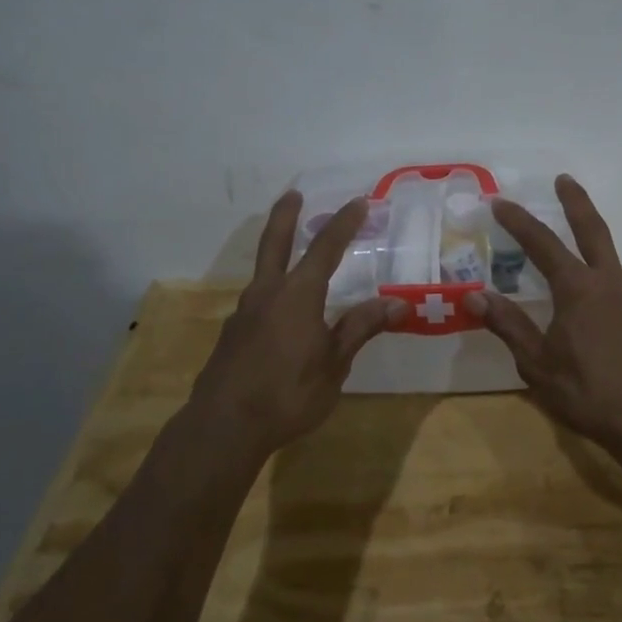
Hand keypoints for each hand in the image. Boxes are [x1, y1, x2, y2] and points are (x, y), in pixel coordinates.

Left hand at [187, 192, 409, 456]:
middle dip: (286, 217)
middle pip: (275, 244)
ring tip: (293, 257)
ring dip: (278, 255)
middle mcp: (267, 294)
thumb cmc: (288, 393)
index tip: (358, 202)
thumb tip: (397, 303)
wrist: (223, 427)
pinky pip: (257, 302)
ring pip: (263, 273)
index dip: (343, 224)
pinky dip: (272, 292)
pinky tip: (281, 314)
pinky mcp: (232, 336)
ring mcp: (244, 314)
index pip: (325, 248)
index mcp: (297, 295)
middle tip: (293, 194)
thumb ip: (360, 328)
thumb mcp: (334, 364)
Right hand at [468, 176, 621, 456]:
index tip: (500, 202)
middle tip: (564, 179)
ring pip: (608, 255)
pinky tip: (590, 291)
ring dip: (590, 236)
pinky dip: (599, 271)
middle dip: (576, 202)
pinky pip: (616, 282)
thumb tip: (473, 295)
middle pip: (592, 230)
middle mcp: (608, 283)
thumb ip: (508, 325)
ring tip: (572, 234)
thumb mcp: (537, 363)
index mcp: (578, 289)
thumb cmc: (587, 392)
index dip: (519, 221)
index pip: (543, 244)